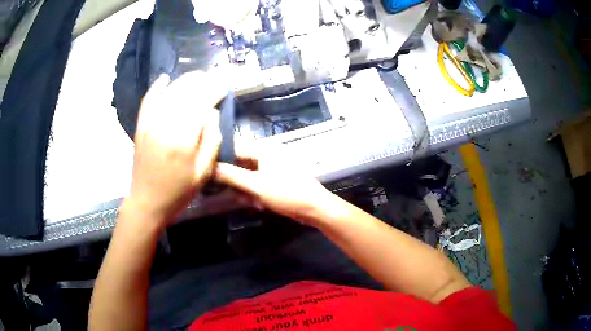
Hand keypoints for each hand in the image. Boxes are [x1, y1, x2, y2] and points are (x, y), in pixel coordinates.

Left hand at [126, 72, 225, 227]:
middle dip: (201, 82)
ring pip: (169, 93)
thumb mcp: (203, 173)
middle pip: (185, 93)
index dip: (214, 91)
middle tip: (212, 78)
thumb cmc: (178, 191)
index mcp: (184, 139)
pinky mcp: (141, 126)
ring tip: (196, 76)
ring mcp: (150, 124)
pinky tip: (165, 78)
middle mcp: (165, 126)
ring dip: (184, 81)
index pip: (201, 104)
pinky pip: (148, 101)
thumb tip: (212, 113)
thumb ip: (212, 141)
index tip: (224, 87)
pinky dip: (156, 87)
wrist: (147, 202)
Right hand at [214, 141, 333, 225]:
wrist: (314, 208)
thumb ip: (232, 176)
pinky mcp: (276, 182)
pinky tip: (246, 201)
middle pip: (240, 162)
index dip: (219, 158)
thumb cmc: (286, 193)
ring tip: (228, 195)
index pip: (235, 148)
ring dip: (239, 185)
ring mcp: (272, 169)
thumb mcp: (256, 185)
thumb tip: (210, 167)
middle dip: (228, 174)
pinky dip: (250, 191)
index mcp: (263, 150)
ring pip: (248, 174)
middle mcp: (266, 156)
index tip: (205, 168)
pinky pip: (257, 183)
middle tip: (214, 186)